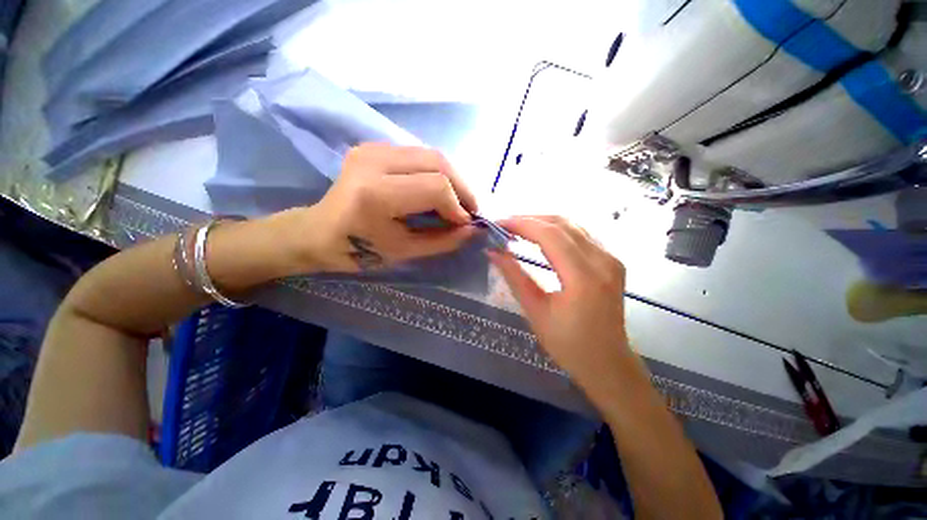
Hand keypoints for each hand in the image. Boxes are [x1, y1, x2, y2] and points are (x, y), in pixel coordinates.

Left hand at [297, 143, 478, 272]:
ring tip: (457, 201)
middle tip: (468, 210)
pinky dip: (437, 173)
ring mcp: (373, 148)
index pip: (436, 187)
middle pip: (438, 162)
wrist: (320, 231)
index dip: (458, 206)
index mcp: (376, 194)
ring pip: (432, 154)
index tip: (465, 224)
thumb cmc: (359, 250)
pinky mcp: (375, 146)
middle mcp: (374, 161)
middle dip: (462, 188)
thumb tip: (474, 230)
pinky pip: (420, 155)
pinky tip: (438, 190)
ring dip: (452, 179)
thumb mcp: (406, 251)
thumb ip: (444, 240)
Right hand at [488, 216, 638, 401]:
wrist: (608, 364)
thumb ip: (514, 277)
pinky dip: (557, 231)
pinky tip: (541, 237)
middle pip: (562, 224)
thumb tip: (493, 252)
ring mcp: (611, 258)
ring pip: (573, 225)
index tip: (498, 223)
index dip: (521, 224)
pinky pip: (582, 235)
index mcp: (584, 277)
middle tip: (505, 226)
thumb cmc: (569, 345)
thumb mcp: (536, 312)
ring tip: (518, 229)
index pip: (550, 235)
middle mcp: (603, 260)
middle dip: (530, 219)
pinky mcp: (612, 261)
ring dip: (543, 223)